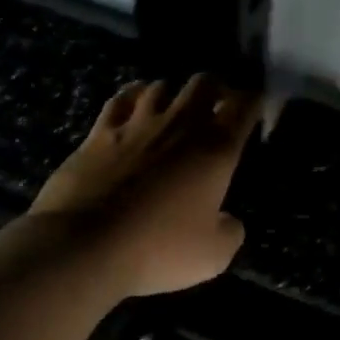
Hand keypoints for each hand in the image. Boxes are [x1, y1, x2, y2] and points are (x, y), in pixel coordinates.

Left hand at [32, 74, 259, 296]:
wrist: (84, 244)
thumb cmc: (158, 249)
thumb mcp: (213, 255)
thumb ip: (230, 231)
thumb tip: (228, 220)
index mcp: (215, 149)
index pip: (244, 106)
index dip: (254, 102)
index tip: (255, 109)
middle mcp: (180, 125)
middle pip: (204, 83)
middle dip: (217, 89)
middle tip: (219, 106)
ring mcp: (136, 124)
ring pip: (162, 86)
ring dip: (174, 93)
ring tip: (176, 108)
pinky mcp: (99, 133)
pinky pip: (121, 99)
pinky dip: (134, 95)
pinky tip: (135, 101)